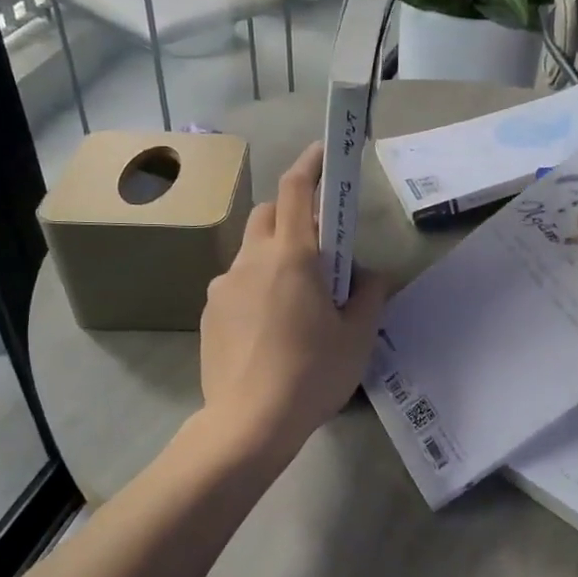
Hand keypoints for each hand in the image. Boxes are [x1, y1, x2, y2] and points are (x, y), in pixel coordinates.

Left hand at [198, 142, 386, 461]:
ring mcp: (223, 287)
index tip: (323, 152)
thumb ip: (369, 295)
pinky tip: (270, 330)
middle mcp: (251, 261)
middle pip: (267, 216)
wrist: (249, 424)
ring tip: (296, 301)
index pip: (295, 191)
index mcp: (291, 257)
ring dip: (274, 257)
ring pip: (250, 253)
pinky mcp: (209, 314)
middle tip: (319, 251)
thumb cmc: (312, 375)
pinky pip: (236, 286)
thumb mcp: (357, 337)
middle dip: (292, 216)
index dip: (310, 165)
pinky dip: (256, 288)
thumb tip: (369, 276)